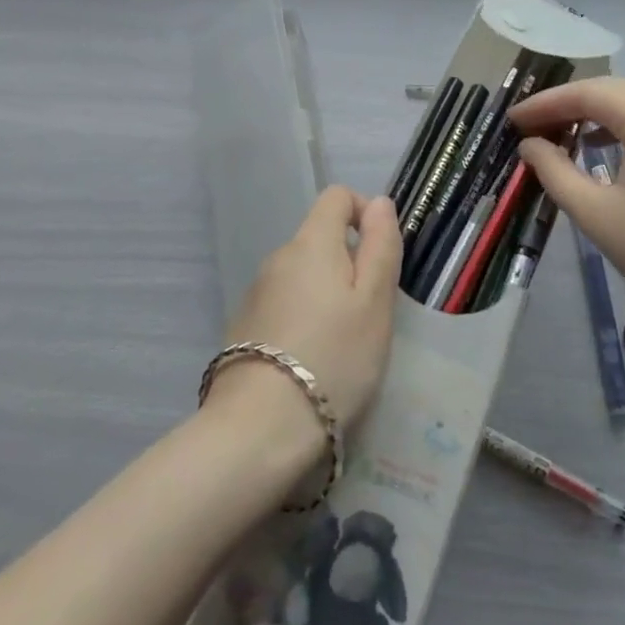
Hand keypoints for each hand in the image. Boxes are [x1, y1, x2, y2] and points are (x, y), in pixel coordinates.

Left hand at [214, 187, 401, 440]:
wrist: (261, 427)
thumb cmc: (335, 357)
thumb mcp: (375, 302)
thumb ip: (381, 246)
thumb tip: (379, 203)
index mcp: (311, 243)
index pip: (336, 196)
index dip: (364, 213)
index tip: (381, 256)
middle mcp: (278, 257)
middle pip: (320, 240)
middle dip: (349, 265)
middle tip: (370, 315)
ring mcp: (256, 292)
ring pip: (303, 276)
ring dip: (326, 294)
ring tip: (342, 345)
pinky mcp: (244, 326)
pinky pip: (284, 305)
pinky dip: (303, 318)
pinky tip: (311, 361)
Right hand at [511, 77, 624, 344]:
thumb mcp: (597, 215)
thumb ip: (555, 171)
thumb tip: (530, 145)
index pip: (588, 93)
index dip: (545, 104)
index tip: (512, 120)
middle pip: (614, 89)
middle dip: (569, 102)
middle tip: (531, 126)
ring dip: (596, 110)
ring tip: (560, 133)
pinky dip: (623, 123)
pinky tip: (601, 145)